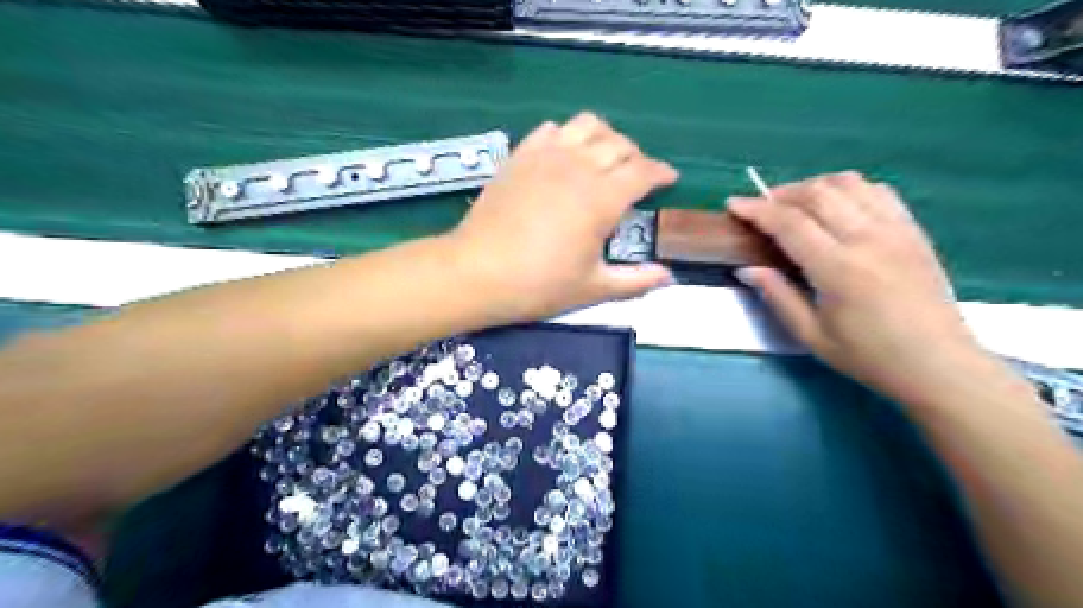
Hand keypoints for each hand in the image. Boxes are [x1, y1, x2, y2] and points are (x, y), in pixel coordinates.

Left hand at [449, 111, 672, 322]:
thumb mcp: (593, 288)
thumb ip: (635, 281)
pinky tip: (565, 153)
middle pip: (619, 144)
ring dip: (605, 136)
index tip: (669, 179)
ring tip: (605, 156)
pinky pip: (550, 129)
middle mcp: (579, 167)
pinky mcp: (520, 156)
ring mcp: (547, 156)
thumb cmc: (539, 284)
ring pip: (587, 125)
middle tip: (637, 175)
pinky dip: (566, 134)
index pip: (643, 171)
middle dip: (636, 156)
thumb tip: (668, 277)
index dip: (661, 173)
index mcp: (603, 198)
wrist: (478, 272)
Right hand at [728, 171, 996, 409]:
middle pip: (818, 193)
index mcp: (839, 269)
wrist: (939, 364)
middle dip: (781, 193)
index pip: (790, 223)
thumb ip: (778, 296)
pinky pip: (878, 191)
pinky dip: (849, 189)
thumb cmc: (868, 356)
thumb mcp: (811, 335)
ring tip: (795, 204)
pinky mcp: (913, 230)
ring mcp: (896, 230)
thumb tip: (747, 269)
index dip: (757, 209)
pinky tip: (836, 206)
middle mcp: (868, 239)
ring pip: (849, 184)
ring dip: (814, 186)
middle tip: (761, 207)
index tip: (733, 204)